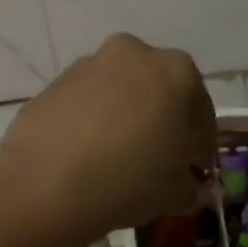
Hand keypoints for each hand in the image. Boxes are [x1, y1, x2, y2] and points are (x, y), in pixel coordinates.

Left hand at [0, 33, 214, 241]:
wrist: (47, 181)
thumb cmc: (130, 179)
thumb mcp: (176, 192)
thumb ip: (189, 184)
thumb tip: (187, 184)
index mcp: (177, 71)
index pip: (200, 110)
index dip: (200, 143)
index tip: (194, 168)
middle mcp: (134, 54)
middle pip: (157, 89)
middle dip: (161, 119)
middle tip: (157, 158)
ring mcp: (89, 64)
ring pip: (118, 91)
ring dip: (123, 115)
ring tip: (116, 156)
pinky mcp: (54, 81)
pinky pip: (85, 101)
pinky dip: (91, 120)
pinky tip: (86, 153)